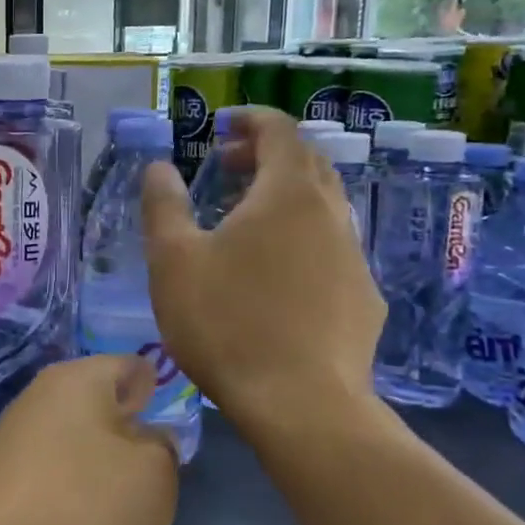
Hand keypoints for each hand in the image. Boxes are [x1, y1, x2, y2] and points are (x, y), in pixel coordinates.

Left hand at [0, 356, 177, 524]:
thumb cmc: (86, 509)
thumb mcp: (155, 476)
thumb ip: (162, 447)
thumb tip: (145, 437)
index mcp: (77, 379)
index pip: (128, 367)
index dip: (154, 388)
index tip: (169, 417)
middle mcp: (38, 401)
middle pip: (98, 410)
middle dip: (127, 438)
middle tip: (156, 476)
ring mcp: (12, 446)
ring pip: (75, 451)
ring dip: (100, 477)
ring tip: (124, 517)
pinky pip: (52, 487)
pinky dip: (72, 507)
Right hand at [142, 105, 383, 437]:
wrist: (301, 405)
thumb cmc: (226, 322)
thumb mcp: (173, 260)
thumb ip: (163, 205)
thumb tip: (159, 167)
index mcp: (286, 194)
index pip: (280, 131)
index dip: (252, 120)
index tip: (224, 125)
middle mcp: (329, 214)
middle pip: (307, 163)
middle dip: (268, 154)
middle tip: (229, 167)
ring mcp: (354, 257)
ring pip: (323, 207)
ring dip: (285, 198)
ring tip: (246, 221)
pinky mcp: (365, 298)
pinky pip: (332, 248)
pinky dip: (303, 239)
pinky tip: (278, 276)